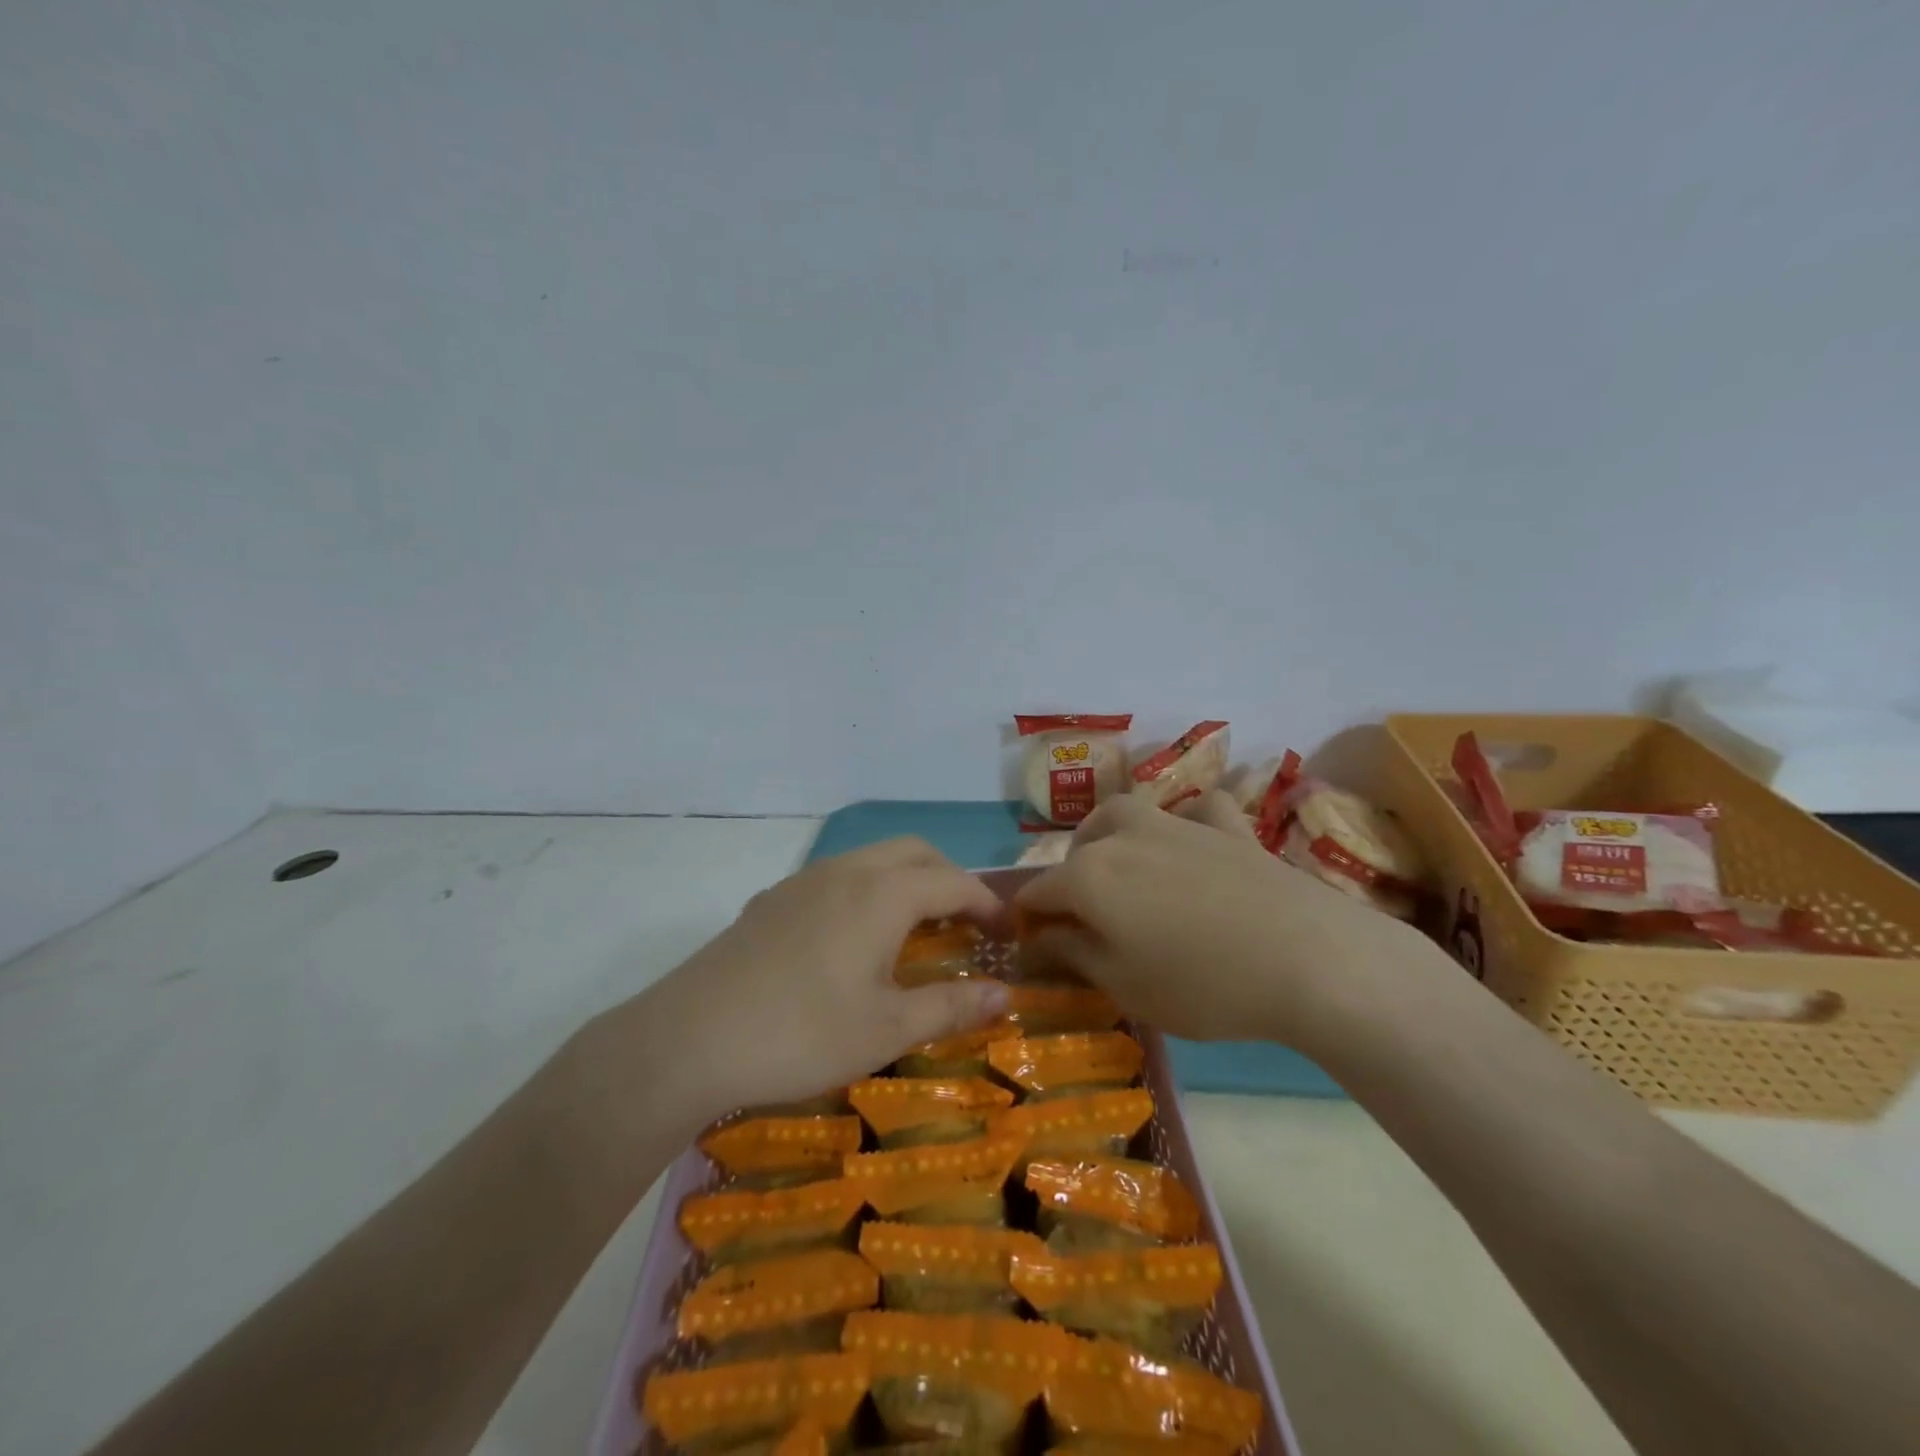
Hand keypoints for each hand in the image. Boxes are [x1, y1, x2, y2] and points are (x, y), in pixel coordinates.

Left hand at [601, 839, 1009, 1126]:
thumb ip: (951, 1007)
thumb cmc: (801, 1034)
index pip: (954, 882)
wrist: (689, 1039)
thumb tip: (1005, 994)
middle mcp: (846, 871)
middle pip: (915, 853)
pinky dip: (867, 891)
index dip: (988, 904)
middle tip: (966, 924)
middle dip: (950, 879)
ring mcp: (803, 880)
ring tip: (915, 929)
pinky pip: (836, 876)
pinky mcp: (772, 899)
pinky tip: (852, 939)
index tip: (1008, 934)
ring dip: (906, 881)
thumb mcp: (886, 1029)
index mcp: (883, 894)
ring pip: (872, 859)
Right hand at [1015, 791, 1434, 1048]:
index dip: (1028, 920)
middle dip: (1070, 877)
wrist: (1308, 958)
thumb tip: (1038, 937)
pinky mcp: (1229, 827)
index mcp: (1089, 875)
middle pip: (1078, 846)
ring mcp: (1178, 824)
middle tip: (1086, 918)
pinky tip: (1197, 845)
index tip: (1033, 948)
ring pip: (1126, 813)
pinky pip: (1196, 811)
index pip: (1037, 892)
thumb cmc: (1203, 983)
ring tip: (1125, 871)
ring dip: (1113, 838)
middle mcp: (1124, 835)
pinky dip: (1188, 824)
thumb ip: (1072, 954)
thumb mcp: (1124, 985)